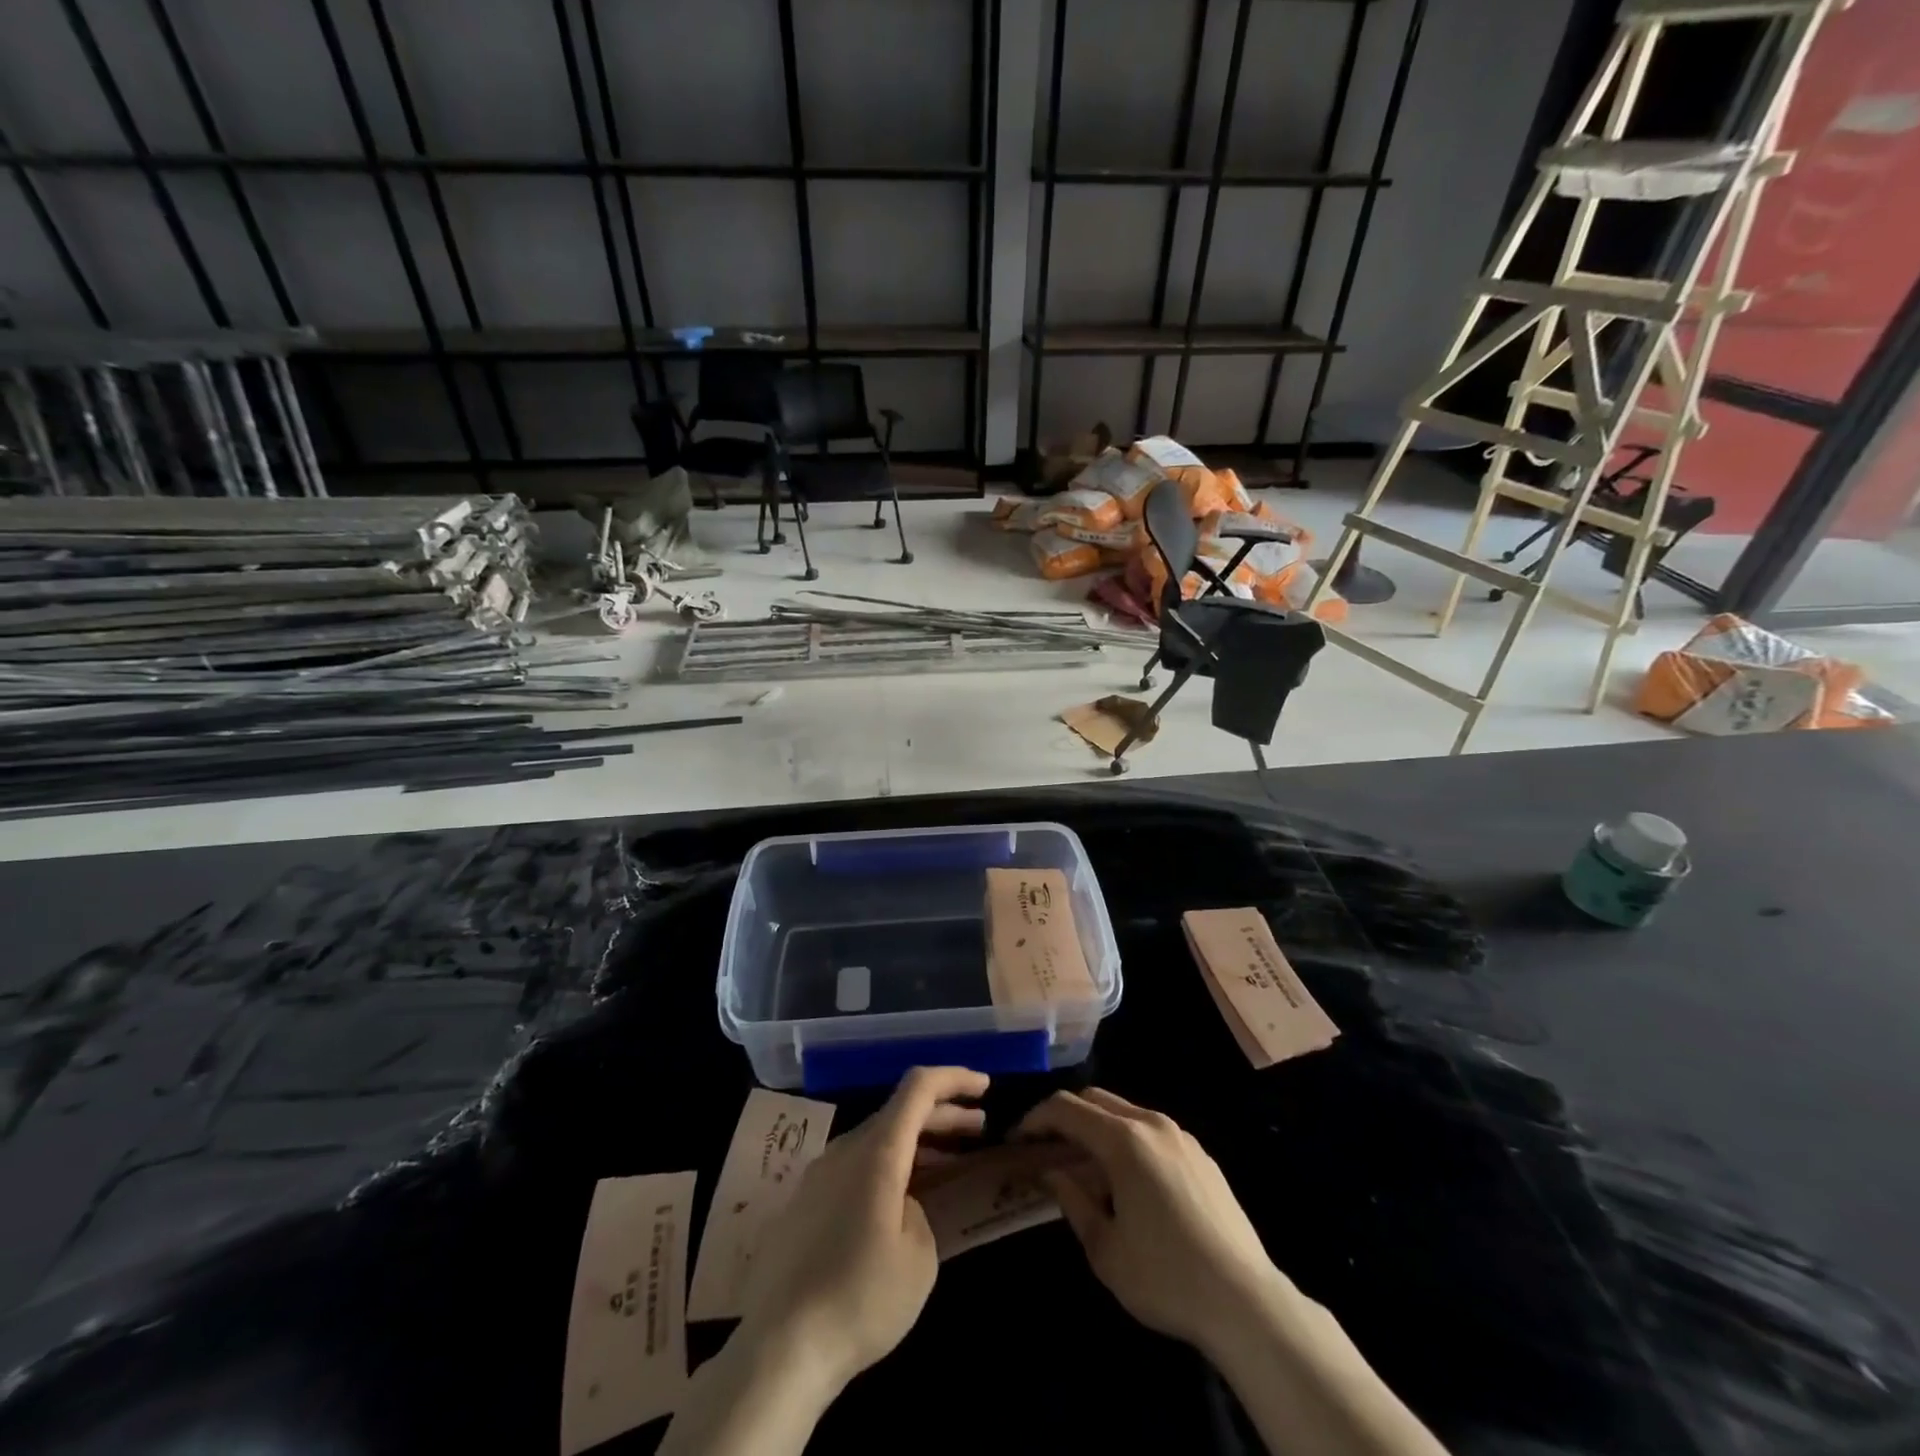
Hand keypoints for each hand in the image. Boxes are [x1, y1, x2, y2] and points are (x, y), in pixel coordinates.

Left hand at [735, 1066, 988, 1395]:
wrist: (778, 1349)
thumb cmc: (860, 1298)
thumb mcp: (919, 1257)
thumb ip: (920, 1211)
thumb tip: (902, 1205)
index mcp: (877, 1151)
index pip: (919, 1087)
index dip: (955, 1078)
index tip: (986, 1086)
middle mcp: (845, 1149)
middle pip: (899, 1111)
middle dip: (943, 1114)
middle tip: (979, 1127)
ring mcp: (819, 1175)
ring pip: (877, 1139)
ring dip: (916, 1143)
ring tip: (949, 1162)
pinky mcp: (804, 1204)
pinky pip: (856, 1166)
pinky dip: (889, 1167)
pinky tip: (902, 1199)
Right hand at [1017, 1087, 1282, 1355]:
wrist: (1246, 1301)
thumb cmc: (1165, 1278)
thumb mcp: (1104, 1249)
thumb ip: (1072, 1201)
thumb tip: (1051, 1173)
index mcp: (1124, 1140)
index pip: (1066, 1108)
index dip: (1036, 1118)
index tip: (1018, 1140)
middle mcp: (1151, 1124)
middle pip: (1095, 1099)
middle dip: (1065, 1116)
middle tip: (1047, 1149)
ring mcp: (1181, 1136)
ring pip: (1126, 1111)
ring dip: (1097, 1126)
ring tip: (1085, 1166)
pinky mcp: (1201, 1155)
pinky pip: (1152, 1131)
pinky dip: (1127, 1139)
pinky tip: (1129, 1180)